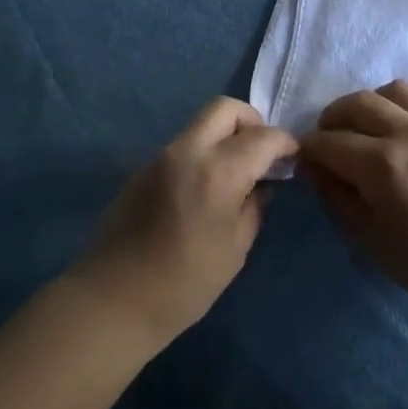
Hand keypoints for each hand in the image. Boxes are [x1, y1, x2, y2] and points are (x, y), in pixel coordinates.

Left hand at [72, 98, 296, 347]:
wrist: (113, 299)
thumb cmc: (185, 284)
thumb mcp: (235, 249)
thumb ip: (255, 207)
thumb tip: (263, 185)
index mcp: (218, 172)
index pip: (263, 137)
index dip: (285, 143)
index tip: (294, 157)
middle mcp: (188, 151)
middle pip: (226, 108)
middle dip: (252, 122)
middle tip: (262, 155)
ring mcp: (161, 156)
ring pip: (202, 123)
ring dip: (225, 136)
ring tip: (236, 172)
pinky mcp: (144, 167)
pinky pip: (183, 144)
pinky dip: (204, 151)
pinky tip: (206, 187)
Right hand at [298, 80, 407, 306]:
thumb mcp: (366, 236)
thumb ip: (334, 195)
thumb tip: (312, 167)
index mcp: (382, 164)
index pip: (330, 142)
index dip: (309, 148)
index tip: (303, 158)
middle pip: (359, 103)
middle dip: (333, 117)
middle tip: (329, 138)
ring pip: (397, 90)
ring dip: (374, 103)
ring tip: (369, 126)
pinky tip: (406, 128)